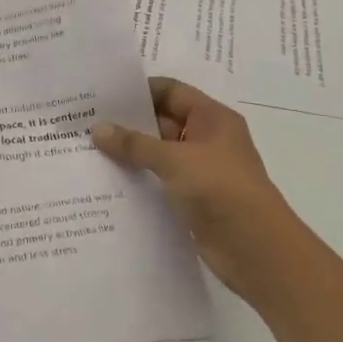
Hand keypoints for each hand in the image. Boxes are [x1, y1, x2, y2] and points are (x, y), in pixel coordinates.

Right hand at [92, 78, 312, 313]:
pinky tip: (109, 184)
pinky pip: (161, 181)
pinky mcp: (194, 199)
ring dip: (131, 155)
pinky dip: (140, 180)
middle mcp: (208, 139)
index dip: (138, 91)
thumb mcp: (174, 160)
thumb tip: (97, 129)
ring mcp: (201, 171)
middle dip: (128, 124)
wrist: (256, 250)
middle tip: (85, 125)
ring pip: (159, 154)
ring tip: (89, 153)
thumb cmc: (220, 190)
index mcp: (212, 118)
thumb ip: (134, 144)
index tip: (102, 97)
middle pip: (162, 122)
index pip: (171, 91)